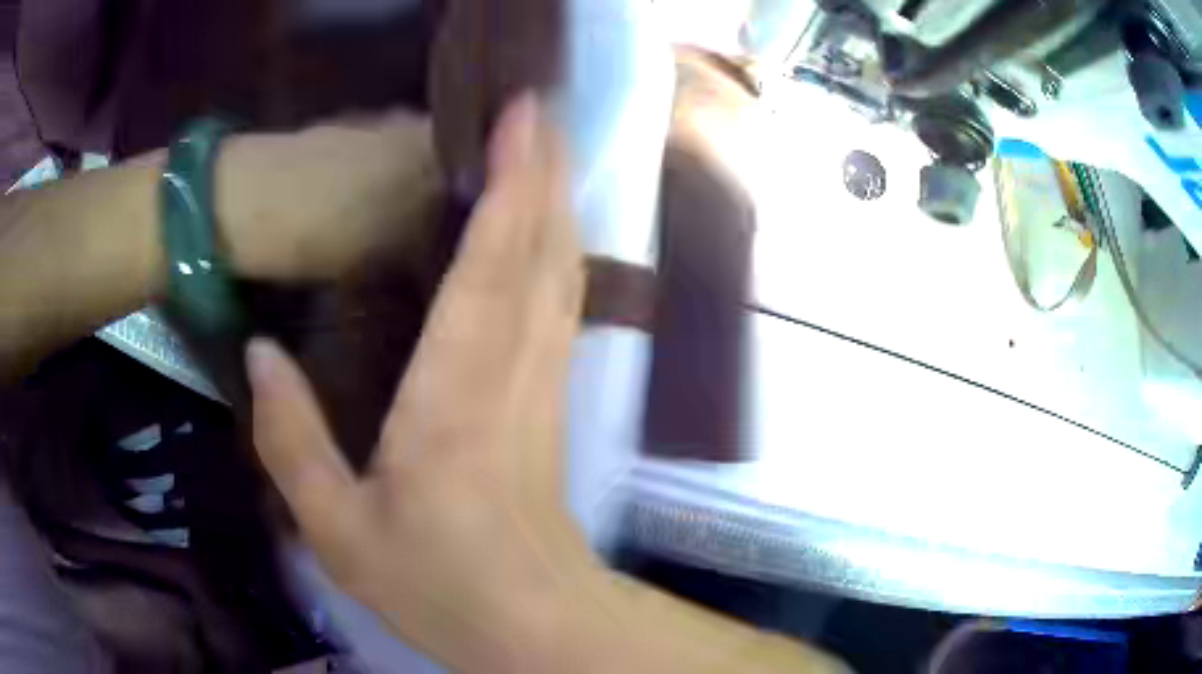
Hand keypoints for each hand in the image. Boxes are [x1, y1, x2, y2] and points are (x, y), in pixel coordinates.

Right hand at [245, 97, 592, 669]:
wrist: (531, 620)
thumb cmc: (437, 586)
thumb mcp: (338, 531)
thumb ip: (291, 442)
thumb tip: (261, 354)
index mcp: (457, 397)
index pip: (494, 264)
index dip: (512, 183)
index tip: (520, 119)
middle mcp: (515, 372)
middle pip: (543, 249)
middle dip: (546, 171)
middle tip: (538, 109)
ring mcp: (545, 384)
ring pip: (563, 273)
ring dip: (558, 202)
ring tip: (545, 147)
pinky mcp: (555, 402)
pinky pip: (562, 307)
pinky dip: (558, 253)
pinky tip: (547, 230)